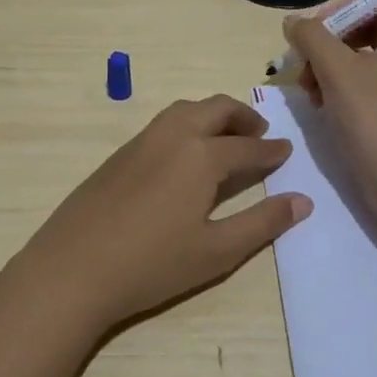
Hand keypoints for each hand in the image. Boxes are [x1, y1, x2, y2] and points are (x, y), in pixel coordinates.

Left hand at [13, 95, 312, 333]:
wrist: (74, 267)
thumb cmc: (152, 264)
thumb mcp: (217, 251)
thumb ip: (262, 223)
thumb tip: (302, 201)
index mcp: (201, 154)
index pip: (247, 147)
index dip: (271, 151)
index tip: (287, 150)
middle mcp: (173, 135)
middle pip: (215, 109)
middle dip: (242, 117)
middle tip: (260, 134)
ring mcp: (142, 140)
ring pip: (185, 110)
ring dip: (212, 115)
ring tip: (226, 138)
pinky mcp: (120, 153)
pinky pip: (163, 123)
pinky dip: (187, 124)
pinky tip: (186, 154)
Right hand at [284, 0, 376, 220]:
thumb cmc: (373, 118)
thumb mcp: (336, 69)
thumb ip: (311, 36)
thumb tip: (294, 22)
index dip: (350, 5)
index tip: (320, 25)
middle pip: (366, 29)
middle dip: (329, 40)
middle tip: (304, 57)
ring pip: (360, 59)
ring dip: (328, 65)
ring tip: (306, 87)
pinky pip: (363, 86)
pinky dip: (338, 88)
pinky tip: (319, 104)